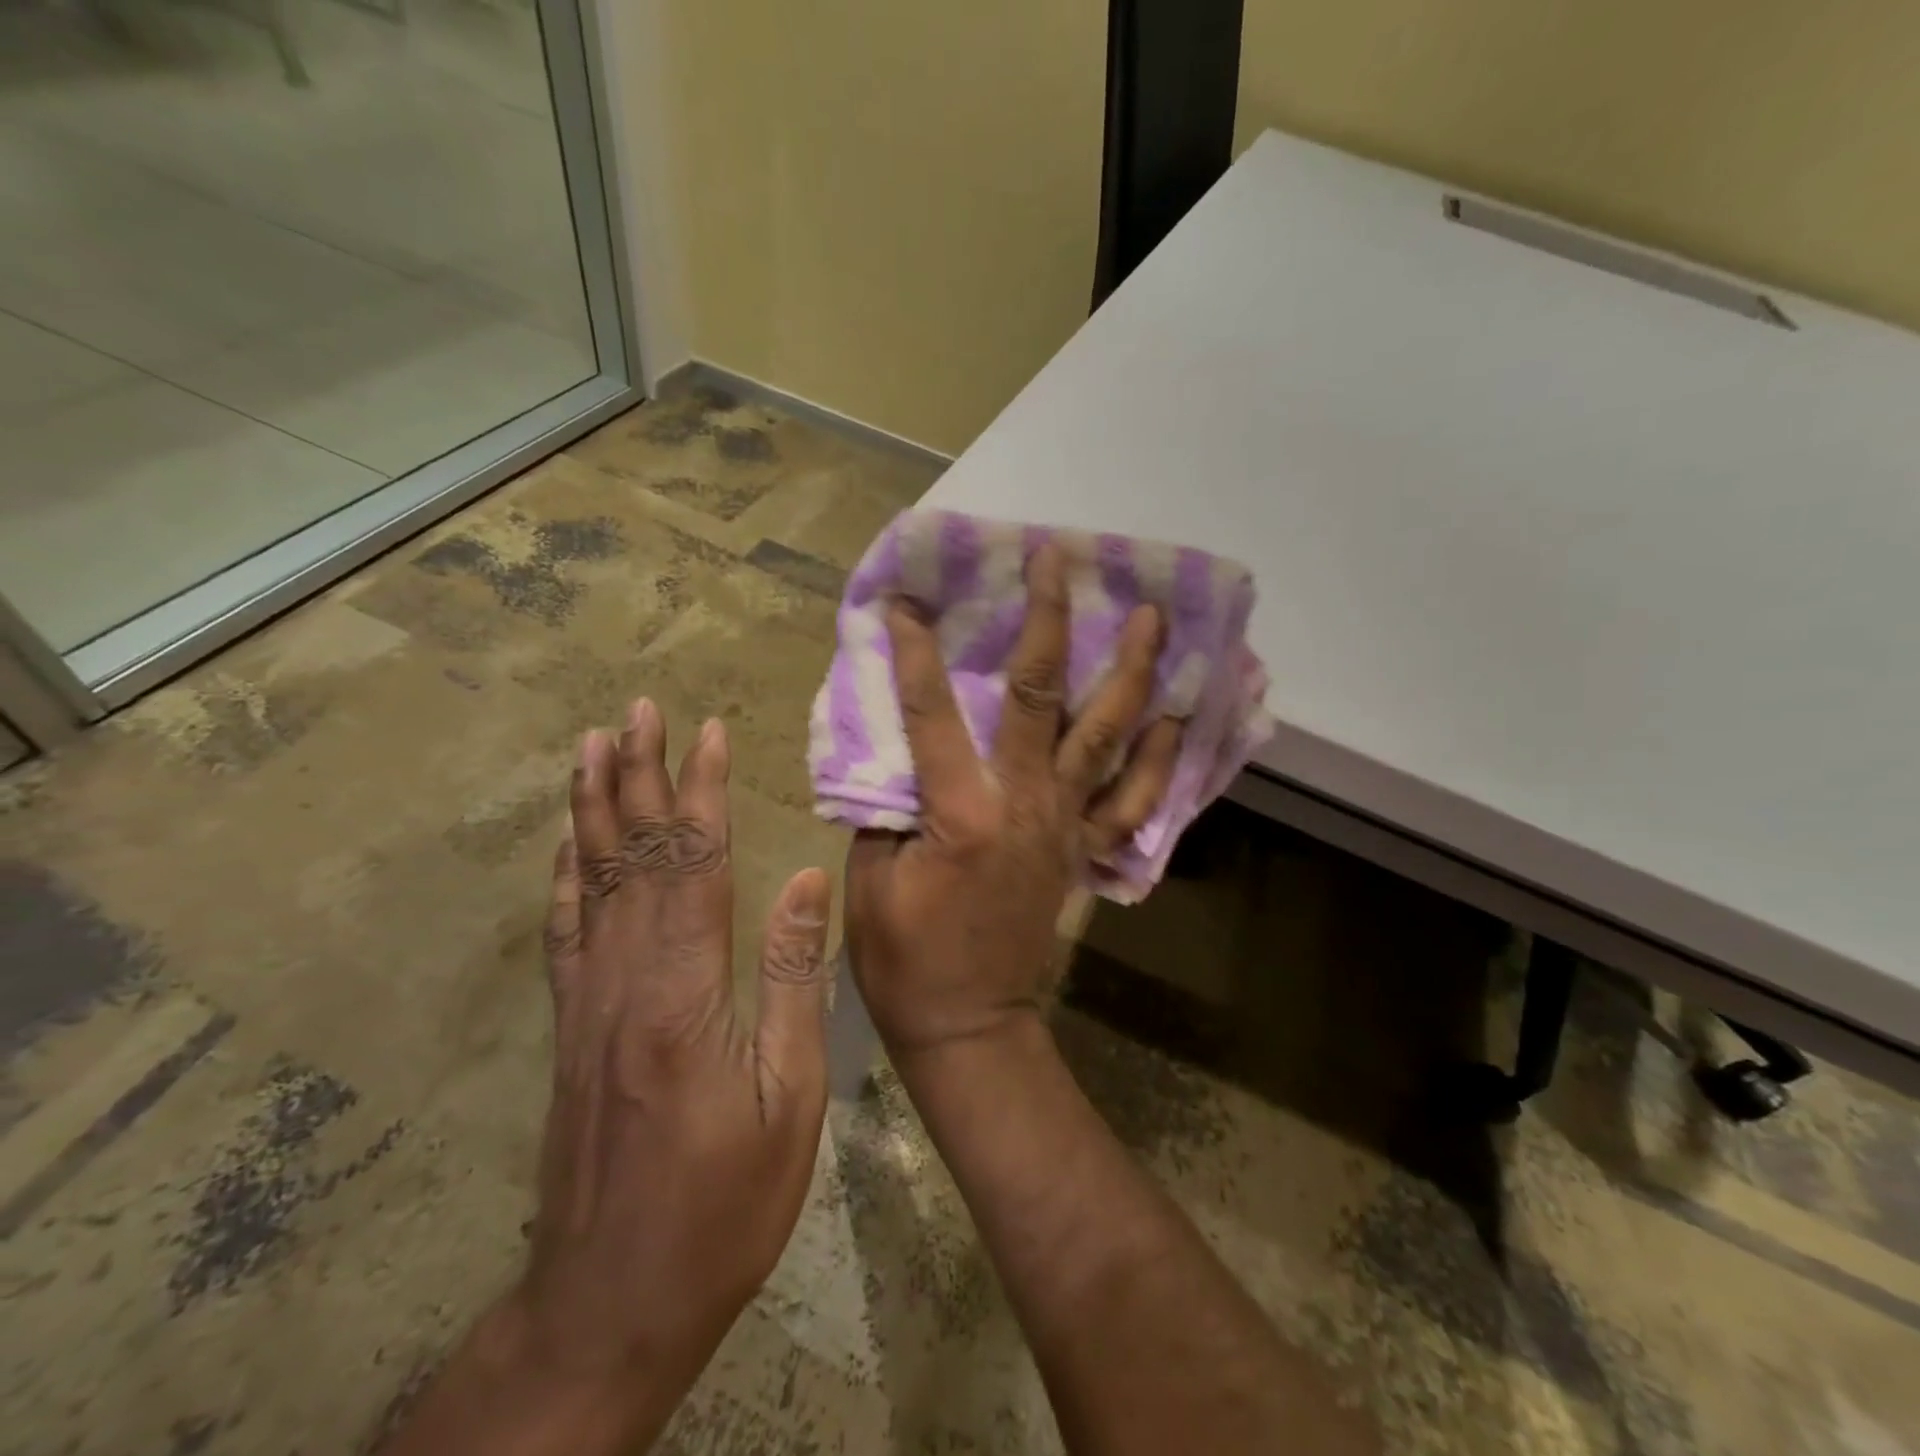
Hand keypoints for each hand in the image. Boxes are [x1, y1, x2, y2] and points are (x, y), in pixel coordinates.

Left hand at [511, 701, 832, 1407]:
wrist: (611, 1305)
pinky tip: (565, 843)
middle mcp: (626, 982)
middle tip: (636, 709)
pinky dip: (564, 876)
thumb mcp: (791, 1101)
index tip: (707, 730)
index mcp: (686, 995)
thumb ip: (794, 982)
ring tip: (592, 747)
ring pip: (590, 882)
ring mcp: (589, 1004)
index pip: (696, 864)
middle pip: (634, 856)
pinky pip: (564, 932)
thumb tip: (808, 882)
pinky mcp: (571, 1029)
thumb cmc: (724, 1207)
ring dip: (593, 807)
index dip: (703, 791)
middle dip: (639, 775)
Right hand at [845, 546, 1180, 1059]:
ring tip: (1151, 616)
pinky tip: (1176, 714)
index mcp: (959, 812)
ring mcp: (1064, 825)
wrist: (969, 1024)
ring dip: (1130, 670)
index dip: (916, 651)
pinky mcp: (1084, 849)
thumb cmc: (904, 957)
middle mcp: (1024, 805)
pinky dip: (1158, 754)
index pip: (932, 711)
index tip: (909, 600)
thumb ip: (884, 803)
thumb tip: (895, 746)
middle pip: (1040, 695)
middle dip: (1047, 619)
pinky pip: (1133, 797)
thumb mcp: (869, 879)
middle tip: (1056, 560)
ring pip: (1107, 733)